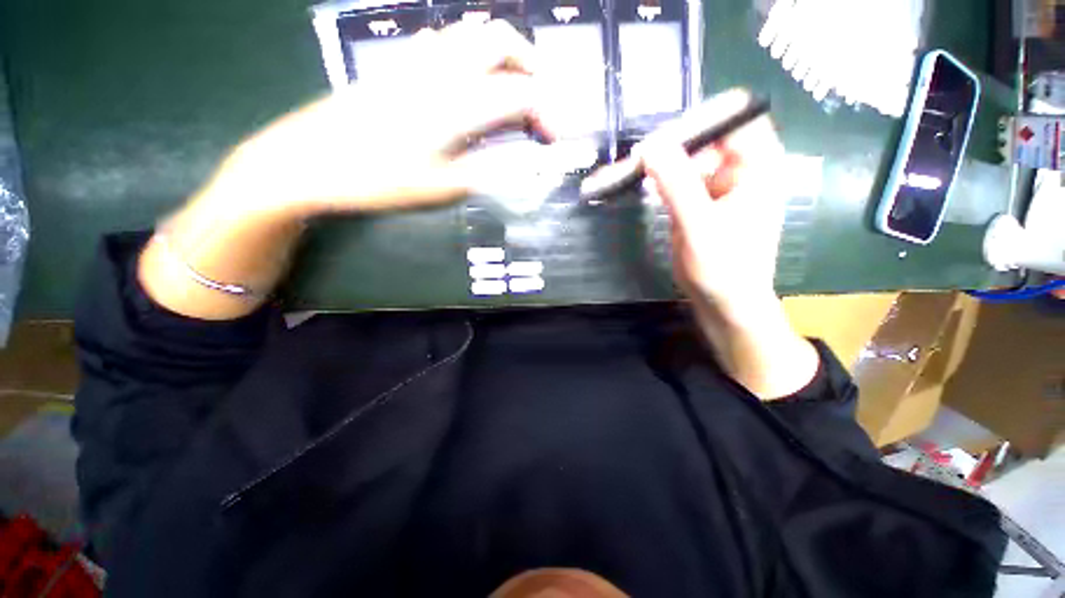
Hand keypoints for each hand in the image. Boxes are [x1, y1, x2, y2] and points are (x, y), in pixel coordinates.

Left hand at [216, 19, 556, 218]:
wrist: (310, 161)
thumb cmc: (378, 180)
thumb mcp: (442, 188)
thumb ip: (488, 170)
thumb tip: (524, 163)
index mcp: (458, 104)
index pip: (521, 94)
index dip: (547, 114)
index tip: (552, 140)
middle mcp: (442, 70)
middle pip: (500, 39)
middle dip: (531, 66)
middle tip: (538, 102)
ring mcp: (417, 62)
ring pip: (472, 33)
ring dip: (502, 55)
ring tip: (511, 90)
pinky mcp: (399, 67)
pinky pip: (444, 42)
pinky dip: (470, 54)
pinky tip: (469, 82)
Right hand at [639, 89, 785, 316]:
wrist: (724, 303)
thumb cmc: (724, 268)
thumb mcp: (700, 225)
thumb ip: (676, 184)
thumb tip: (650, 145)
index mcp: (757, 166)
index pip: (733, 118)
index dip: (699, 119)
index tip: (662, 133)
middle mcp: (739, 169)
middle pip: (704, 139)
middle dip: (670, 145)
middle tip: (635, 156)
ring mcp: (716, 186)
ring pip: (685, 160)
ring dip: (658, 164)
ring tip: (627, 169)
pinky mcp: (698, 202)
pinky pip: (676, 181)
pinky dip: (656, 182)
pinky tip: (636, 183)